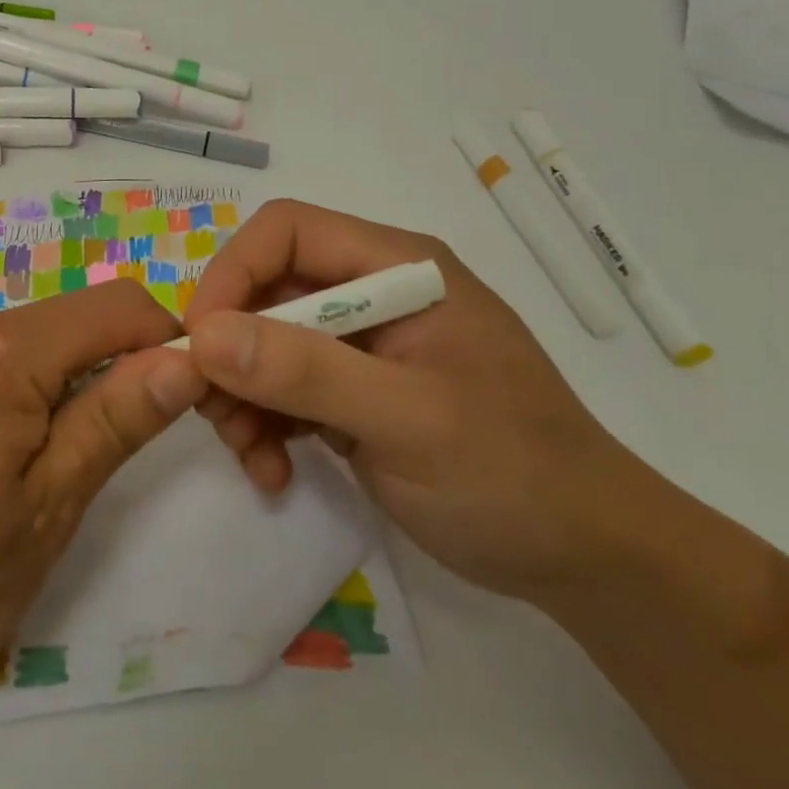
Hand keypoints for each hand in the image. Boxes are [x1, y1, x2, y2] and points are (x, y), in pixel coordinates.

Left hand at [0, 280, 204, 694]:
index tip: (179, 401)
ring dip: (51, 392)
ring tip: (17, 479)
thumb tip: (184, 360)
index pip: (119, 306)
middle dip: (103, 378)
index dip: (165, 342)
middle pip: (69, 324)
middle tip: (86, 467)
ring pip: (25, 343)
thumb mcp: (43, 511)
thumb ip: (115, 422)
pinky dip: (6, 393)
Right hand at [179, 200, 654, 601]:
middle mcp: (373, 291)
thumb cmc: (512, 474)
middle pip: (266, 290)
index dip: (233, 274)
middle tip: (215, 416)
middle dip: (232, 352)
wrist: (585, 557)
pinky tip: (273, 471)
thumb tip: (205, 335)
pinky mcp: (354, 389)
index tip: (202, 344)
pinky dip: (264, 425)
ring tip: (250, 456)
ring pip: (264, 342)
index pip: (286, 231)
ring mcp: (363, 343)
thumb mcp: (408, 420)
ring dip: (242, 396)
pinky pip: (283, 388)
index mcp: (397, 267)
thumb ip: (306, 371)